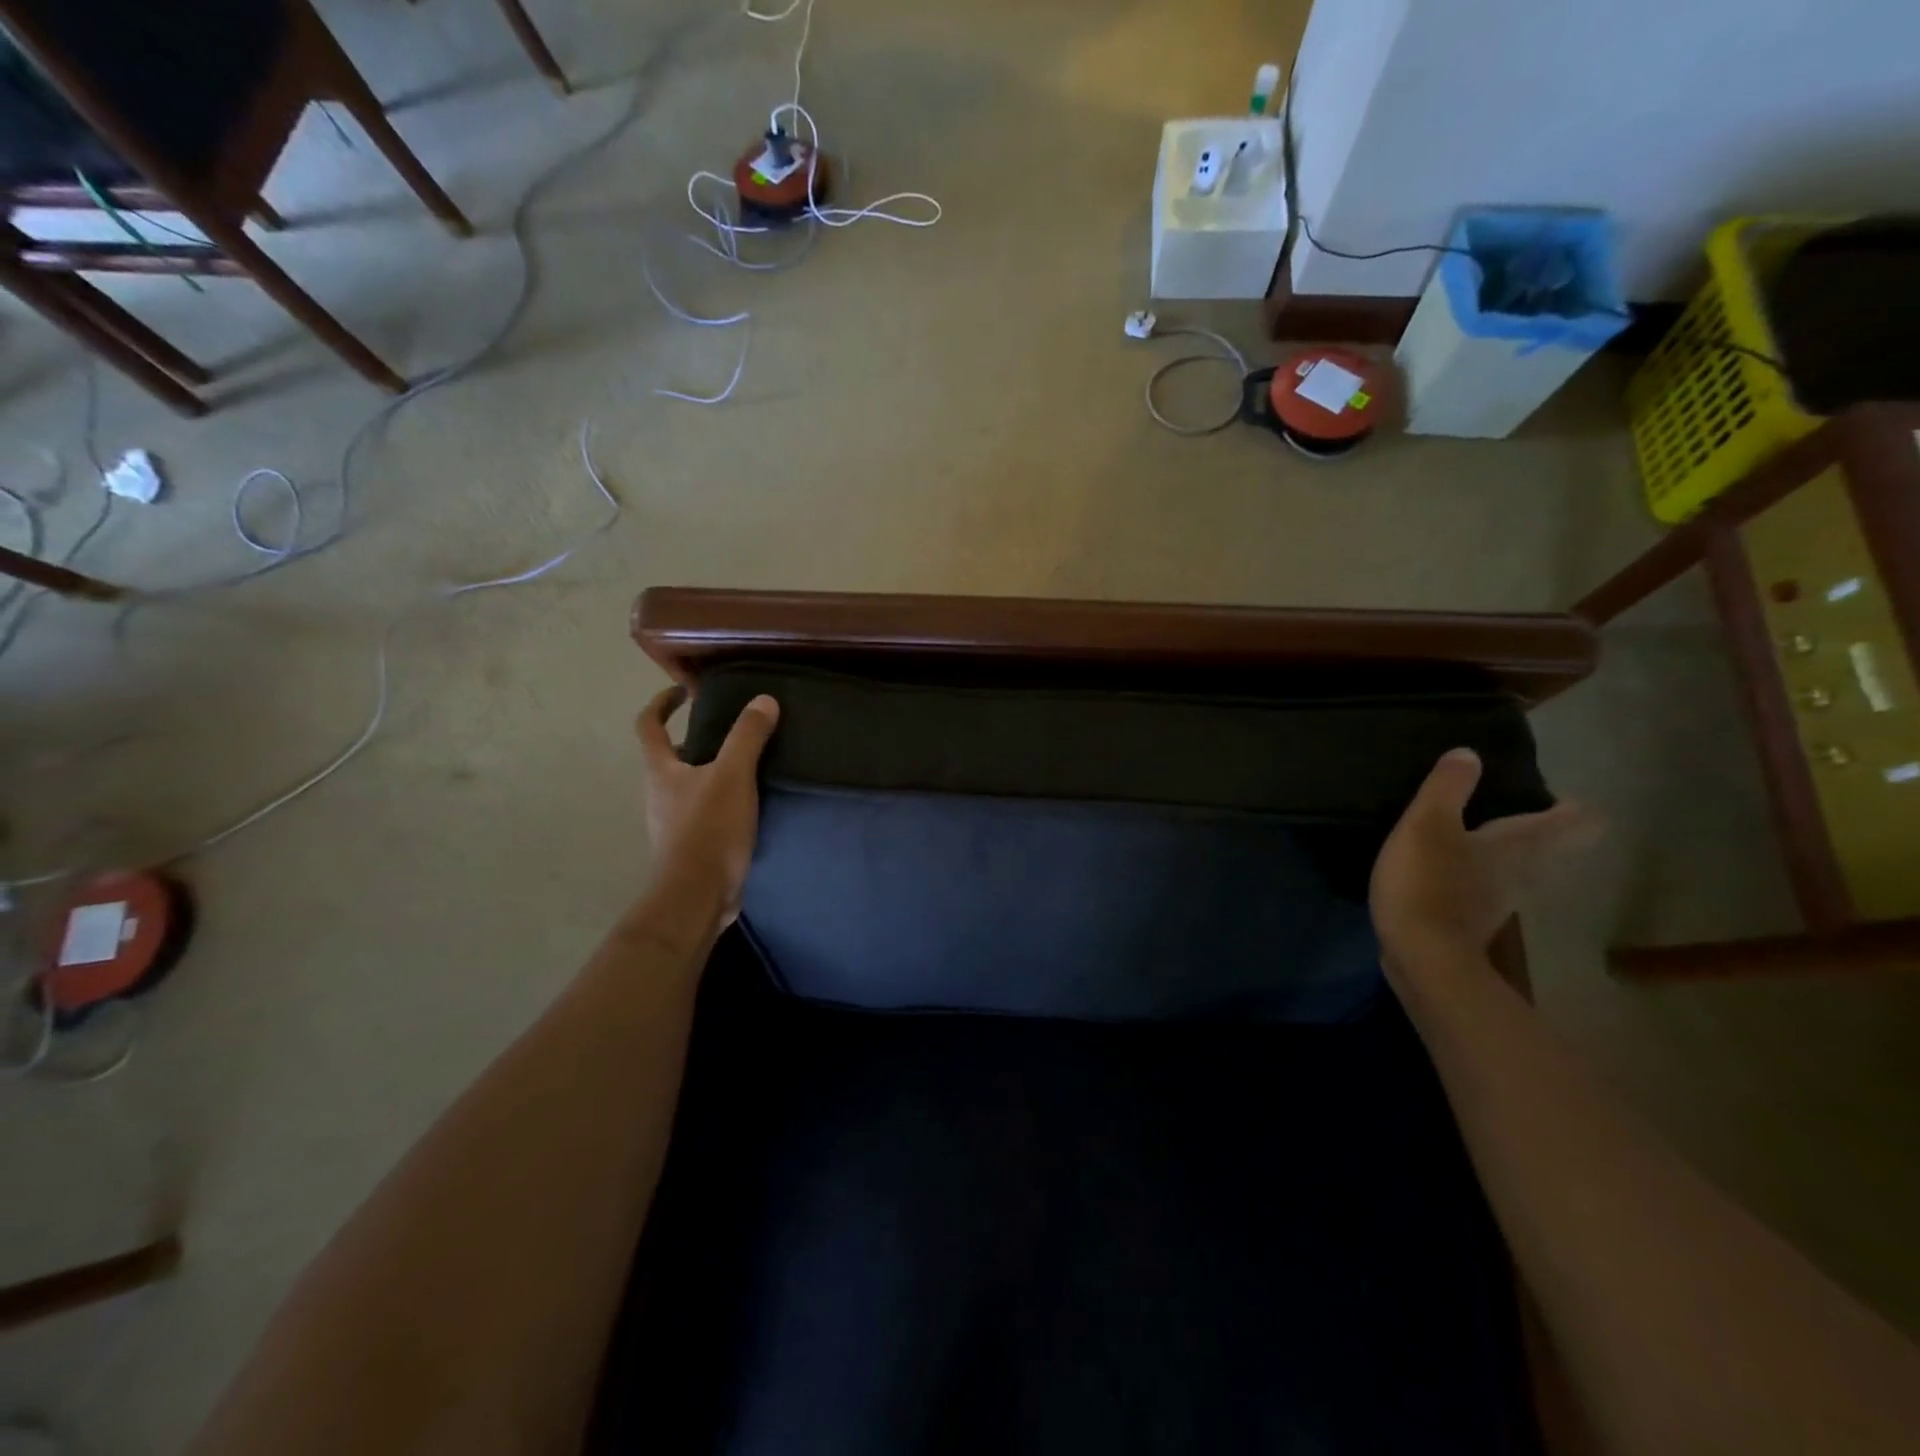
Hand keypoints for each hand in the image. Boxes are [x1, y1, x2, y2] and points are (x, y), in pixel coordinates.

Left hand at [637, 685, 779, 931]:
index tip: (683, 692)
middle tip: (727, 734)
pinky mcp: (689, 848)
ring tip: (745, 770)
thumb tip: (763, 700)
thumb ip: (748, 737)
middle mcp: (659, 794)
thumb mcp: (734, 776)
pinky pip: (702, 815)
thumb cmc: (709, 829)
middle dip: (692, 742)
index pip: (649, 726)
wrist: (698, 896)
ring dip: (708, 775)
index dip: (661, 703)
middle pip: (668, 758)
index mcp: (661, 771)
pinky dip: (719, 804)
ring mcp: (671, 824)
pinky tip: (747, 809)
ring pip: (686, 788)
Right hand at [1369, 748, 1597, 977]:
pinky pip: (1484, 886)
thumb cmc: (1429, 883)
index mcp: (1521, 845)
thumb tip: (1469, 754)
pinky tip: (1443, 867)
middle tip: (1499, 804)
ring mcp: (1500, 901)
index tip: (1544, 791)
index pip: (1577, 821)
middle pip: (1549, 846)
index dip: (1569, 804)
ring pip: (1517, 867)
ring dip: (1501, 850)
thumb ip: (1448, 787)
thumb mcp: (1427, 824)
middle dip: (1533, 825)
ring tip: (1466, 831)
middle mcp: (1523, 872)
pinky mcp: (1472, 920)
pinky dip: (1473, 873)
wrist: (1421, 957)